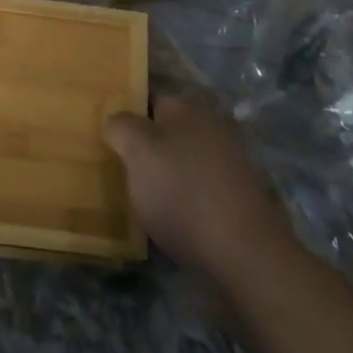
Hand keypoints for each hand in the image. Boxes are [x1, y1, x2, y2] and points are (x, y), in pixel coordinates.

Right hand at [103, 89, 291, 275]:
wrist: (246, 259)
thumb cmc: (184, 193)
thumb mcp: (137, 151)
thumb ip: (120, 126)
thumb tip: (116, 121)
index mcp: (188, 105)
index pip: (149, 94)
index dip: (126, 107)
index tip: (106, 127)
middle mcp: (212, 126)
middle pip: (168, 127)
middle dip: (146, 141)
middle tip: (117, 160)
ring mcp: (230, 164)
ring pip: (184, 159)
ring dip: (165, 172)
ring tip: (136, 193)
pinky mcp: (238, 200)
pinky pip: (199, 189)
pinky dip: (184, 199)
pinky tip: (166, 217)